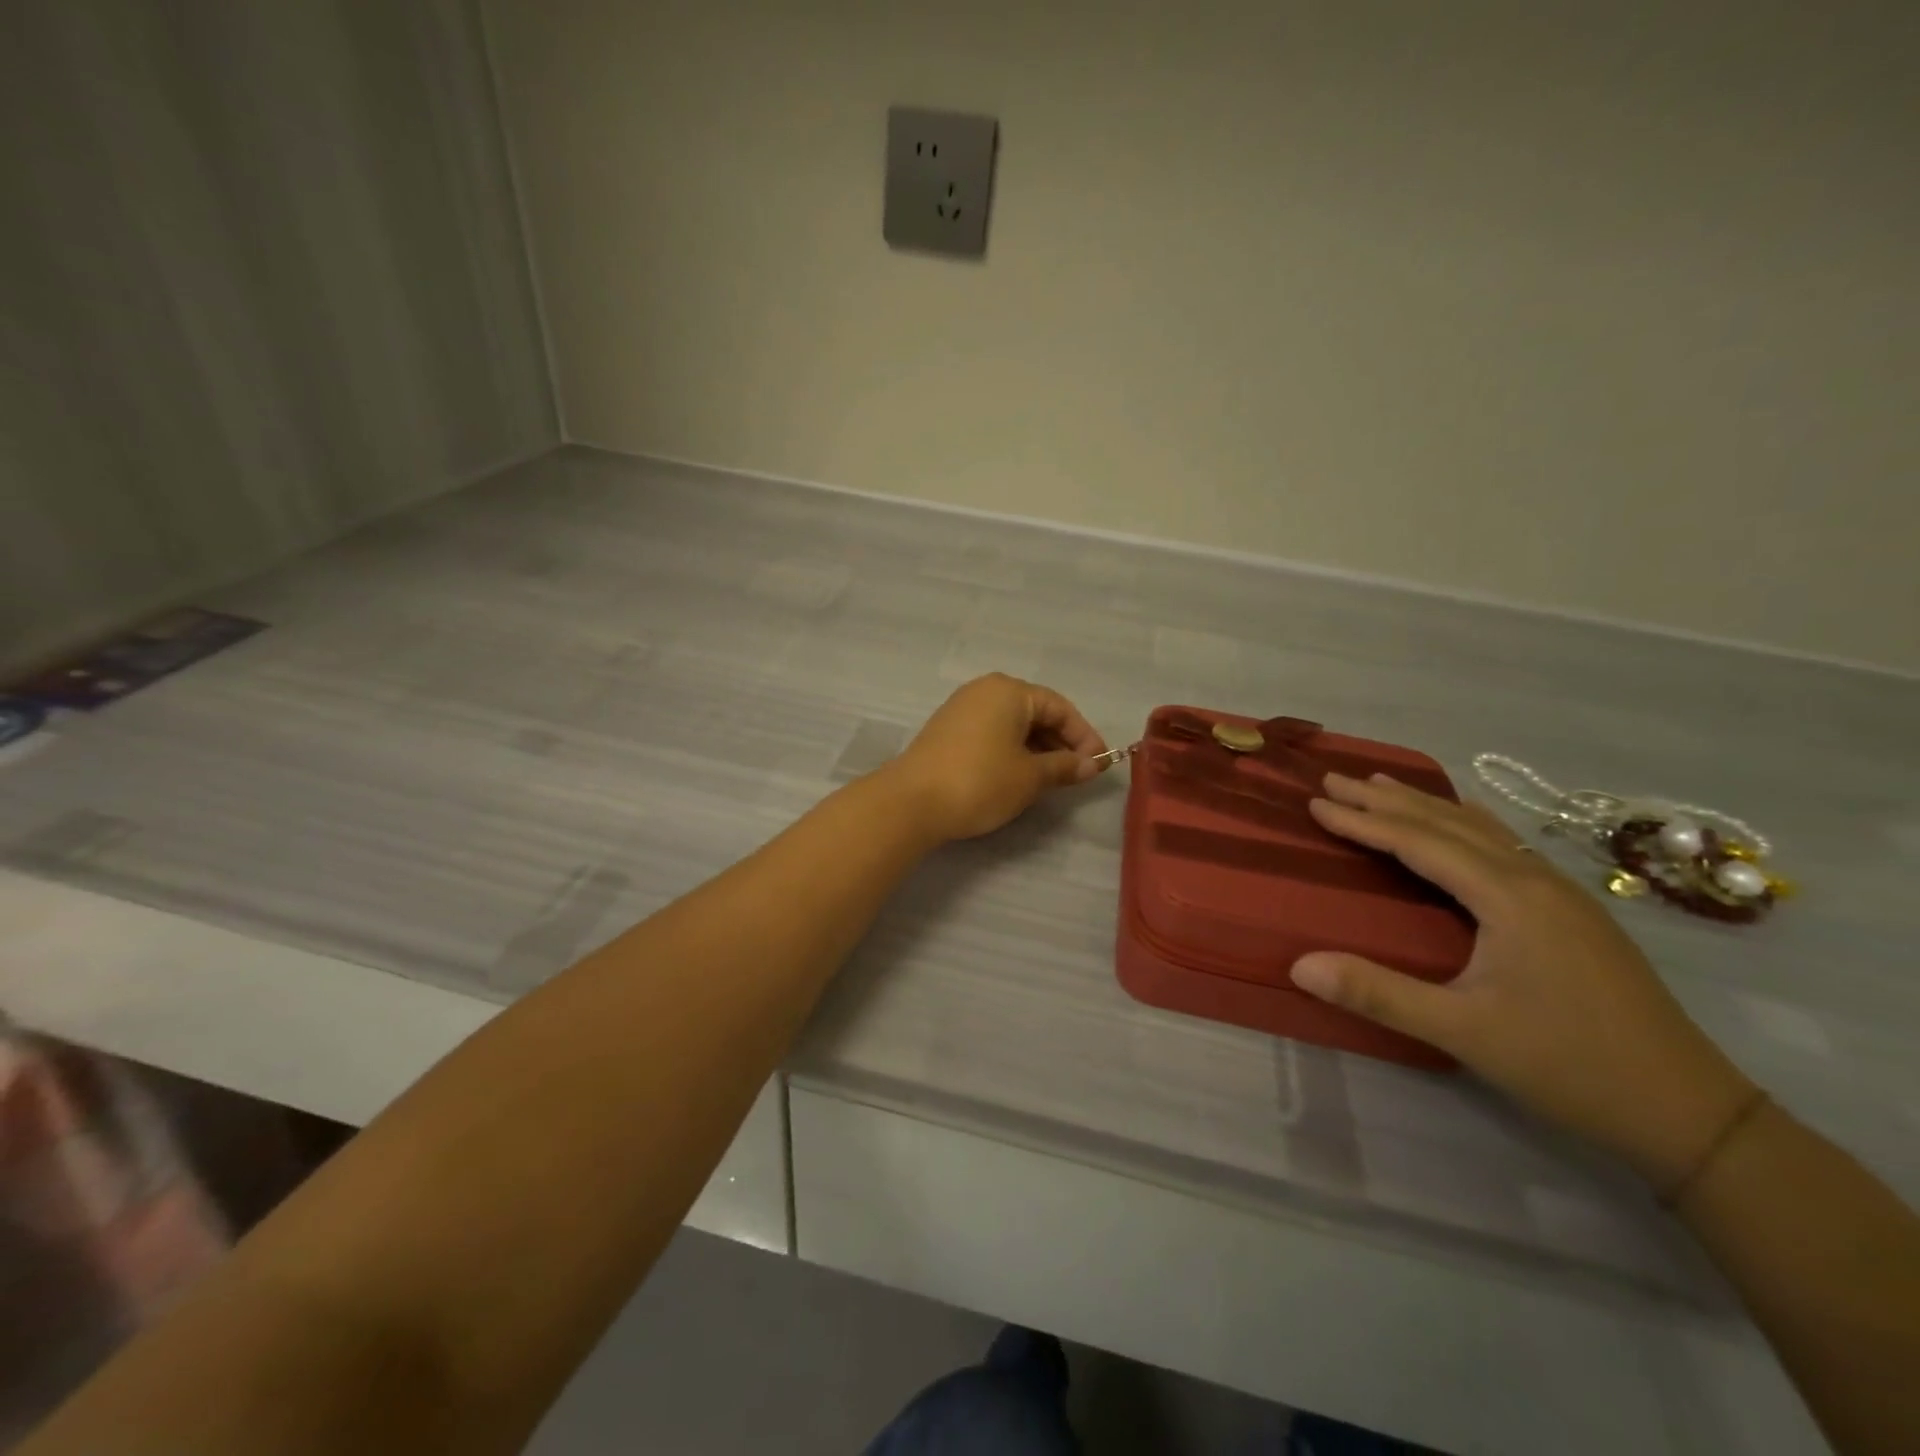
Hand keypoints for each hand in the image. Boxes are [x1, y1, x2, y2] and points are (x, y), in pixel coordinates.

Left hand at [885, 674, 1108, 842]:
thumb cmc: (980, 782)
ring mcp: (961, 708)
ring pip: (1012, 723)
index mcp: (1009, 691)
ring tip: (1052, 778)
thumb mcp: (1030, 777)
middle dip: (1061, 742)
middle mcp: (985, 690)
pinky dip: (1012, 750)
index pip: (1060, 707)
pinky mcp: (947, 729)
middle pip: (1035, 712)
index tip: (1099, 764)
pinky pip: (991, 732)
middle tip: (1078, 773)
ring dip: (1037, 748)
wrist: (912, 802)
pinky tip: (1019, 774)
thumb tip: (1091, 765)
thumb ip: (1064, 767)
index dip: (1084, 736)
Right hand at [1290, 772, 1757, 1189]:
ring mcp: (1563, 893)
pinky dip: (1466, 823)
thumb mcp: (1463, 1032)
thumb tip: (1299, 965)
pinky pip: (1506, 845)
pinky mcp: (1575, 912)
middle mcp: (1536, 880)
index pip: (1420, 843)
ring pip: (1481, 830)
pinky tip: (1464, 822)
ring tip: (1384, 784)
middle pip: (1450, 824)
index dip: (1364, 821)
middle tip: (1337, 778)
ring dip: (1427, 805)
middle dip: (1388, 799)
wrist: (1690, 1111)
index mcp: (1510, 897)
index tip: (1317, 802)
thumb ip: (1378, 994)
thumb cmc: (1569, 1065)